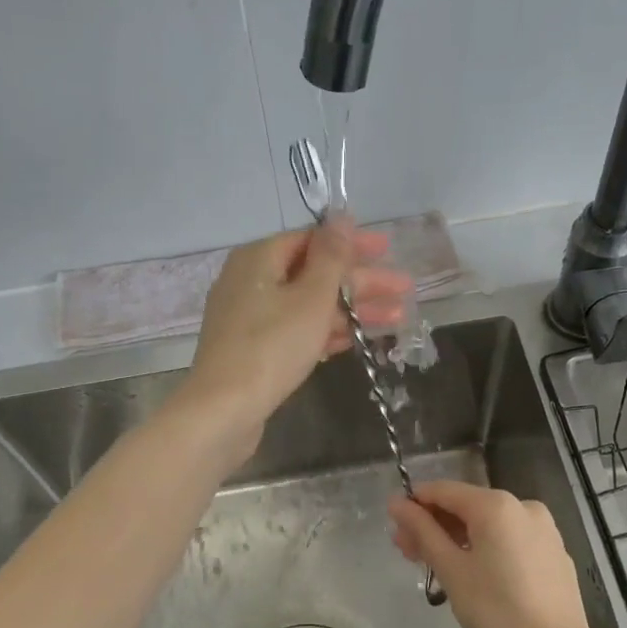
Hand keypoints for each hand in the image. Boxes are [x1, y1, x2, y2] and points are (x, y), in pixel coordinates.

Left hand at [184, 217, 412, 458]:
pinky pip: (296, 330)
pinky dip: (325, 332)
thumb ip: (331, 257)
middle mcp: (250, 281)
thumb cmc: (271, 347)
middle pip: (313, 273)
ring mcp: (249, 317)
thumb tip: (342, 217)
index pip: (312, 239)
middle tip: (403, 290)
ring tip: (395, 319)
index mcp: (259, 258)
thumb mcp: (310, 298)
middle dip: (361, 282)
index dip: (352, 244)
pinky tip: (356, 340)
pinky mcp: (253, 349)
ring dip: (351, 310)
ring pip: (308, 304)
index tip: (388, 249)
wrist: (223, 410)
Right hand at [387, 480, 596, 627]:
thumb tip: (397, 503)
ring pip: (490, 524)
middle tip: (408, 553)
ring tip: (436, 566)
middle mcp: (523, 505)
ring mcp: (544, 528)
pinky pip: (511, 539)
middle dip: (435, 526)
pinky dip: (487, 548)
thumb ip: (423, 531)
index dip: (414, 505)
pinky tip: (475, 574)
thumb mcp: (451, 570)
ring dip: (459, 538)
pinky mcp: (554, 552)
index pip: (443, 491)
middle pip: (467, 506)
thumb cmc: (496, 610)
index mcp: (495, 505)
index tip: (395, 527)